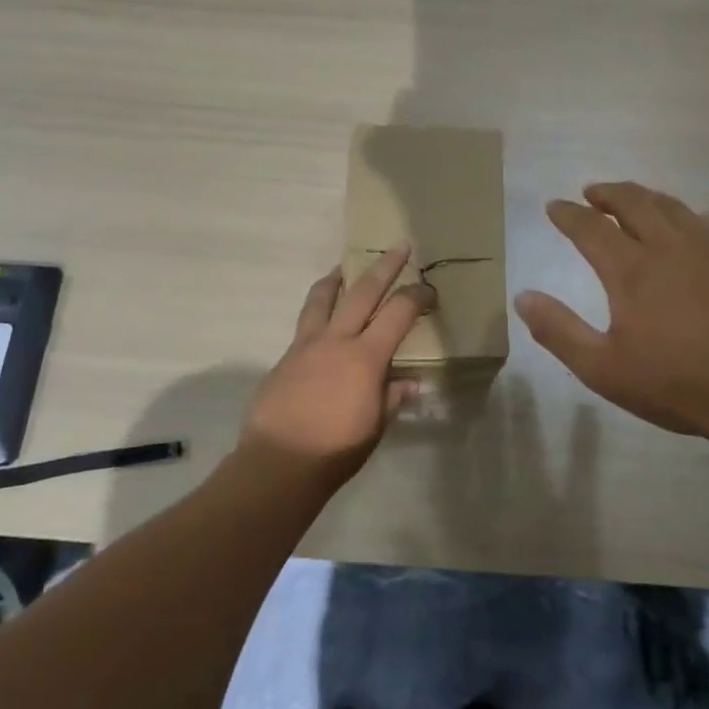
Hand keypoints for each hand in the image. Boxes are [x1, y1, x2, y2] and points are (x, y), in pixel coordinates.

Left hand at [241, 244, 436, 491]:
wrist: (279, 462)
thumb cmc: (336, 449)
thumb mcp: (375, 426)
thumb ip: (392, 397)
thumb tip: (409, 382)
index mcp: (365, 357)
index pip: (398, 314)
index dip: (417, 296)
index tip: (430, 290)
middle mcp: (336, 340)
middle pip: (362, 291)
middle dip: (384, 266)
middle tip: (398, 246)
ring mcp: (306, 345)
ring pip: (322, 298)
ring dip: (337, 278)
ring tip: (343, 266)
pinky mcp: (285, 357)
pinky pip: (305, 322)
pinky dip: (316, 309)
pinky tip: (321, 318)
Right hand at [514, 182, 708, 515]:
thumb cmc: (677, 384)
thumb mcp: (603, 369)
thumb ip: (558, 331)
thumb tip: (523, 297)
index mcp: (631, 269)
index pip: (590, 227)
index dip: (568, 214)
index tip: (554, 206)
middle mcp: (670, 245)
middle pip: (633, 202)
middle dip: (607, 193)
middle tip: (591, 193)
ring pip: (671, 205)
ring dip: (644, 197)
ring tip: (631, 201)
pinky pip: (706, 221)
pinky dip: (683, 215)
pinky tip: (685, 225)